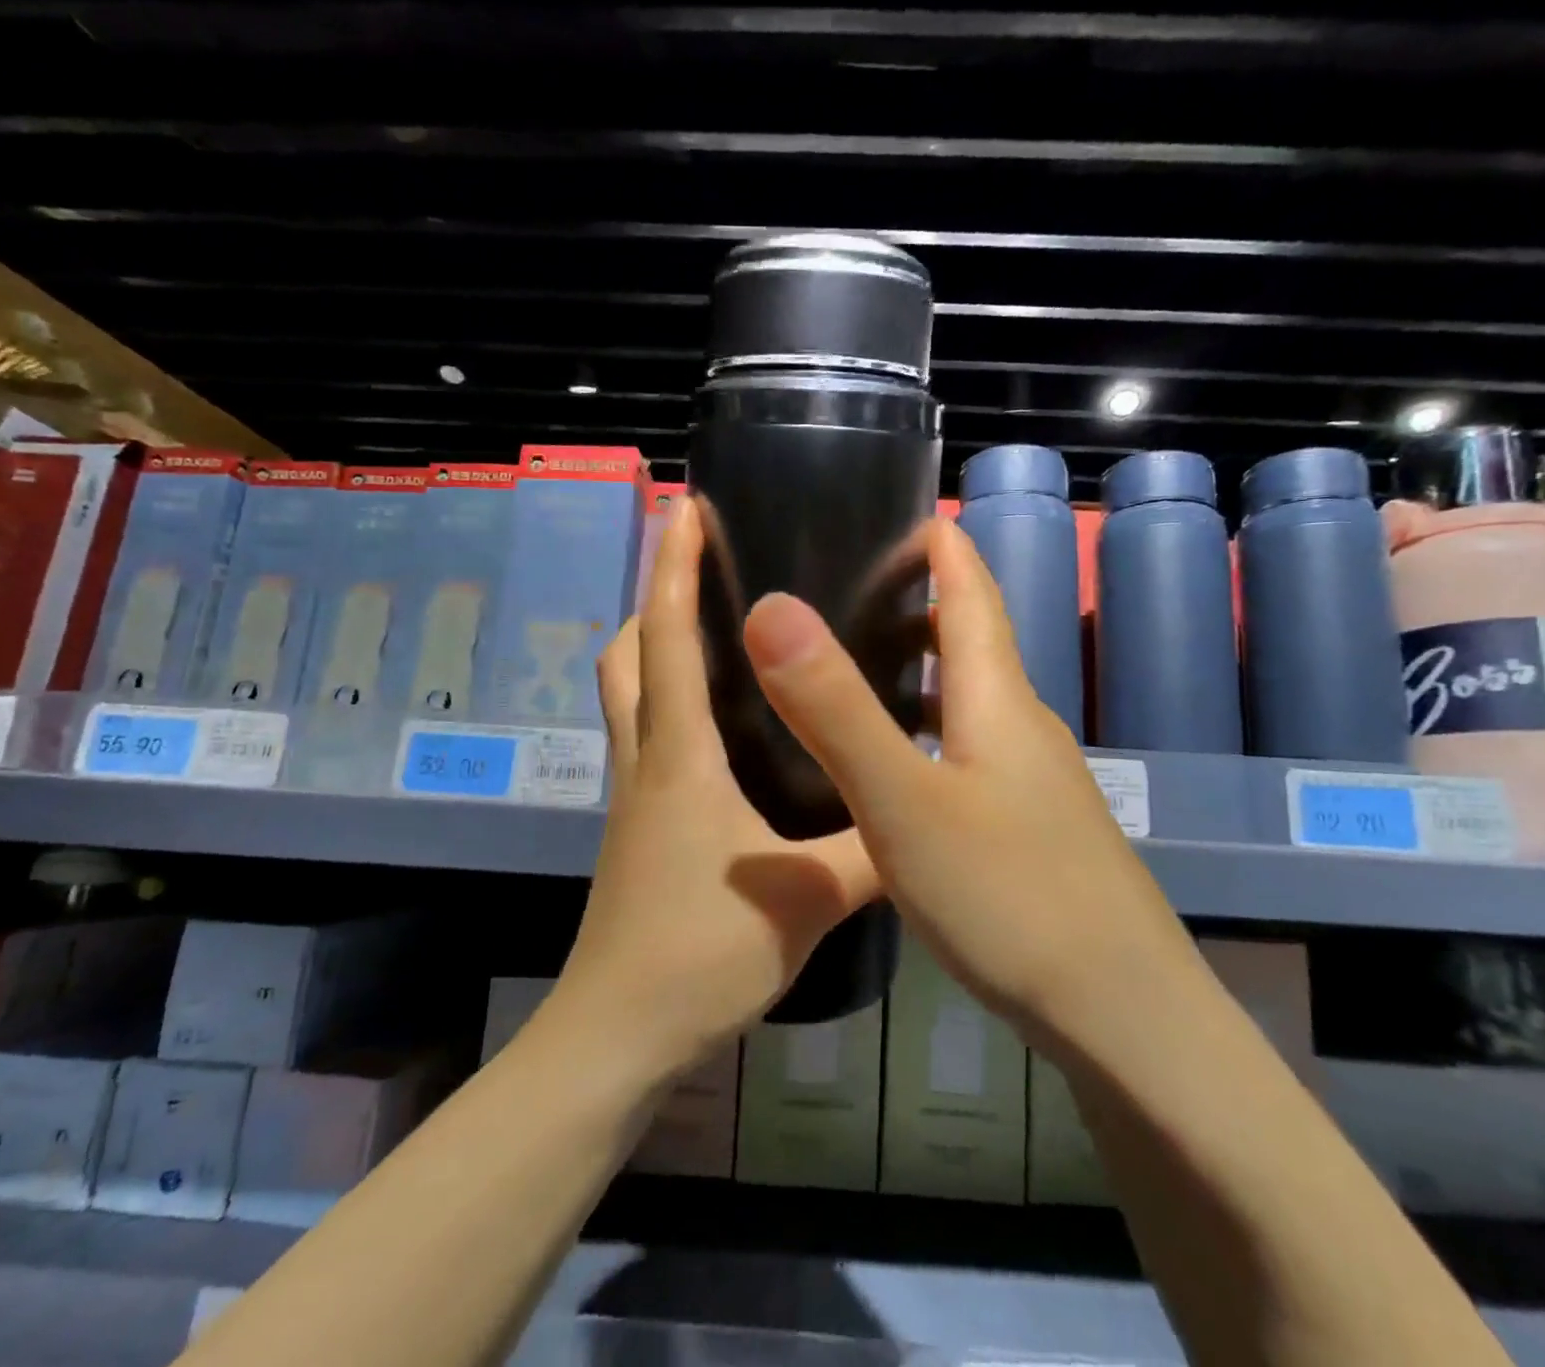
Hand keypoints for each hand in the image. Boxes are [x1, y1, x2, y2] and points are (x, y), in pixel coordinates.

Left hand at [552, 497, 879, 1079]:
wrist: (618, 1035)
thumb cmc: (702, 953)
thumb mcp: (808, 898)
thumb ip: (873, 850)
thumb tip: (925, 807)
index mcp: (680, 757)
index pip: (670, 639)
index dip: (676, 569)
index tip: (687, 510)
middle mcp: (646, 761)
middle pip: (628, 656)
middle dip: (656, 600)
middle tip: (705, 570)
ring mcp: (632, 797)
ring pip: (628, 697)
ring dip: (655, 650)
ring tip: (714, 633)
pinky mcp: (637, 830)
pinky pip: (645, 739)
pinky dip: (668, 706)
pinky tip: (719, 729)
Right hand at [741, 517, 1198, 1045]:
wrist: (1125, 1019)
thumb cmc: (1012, 897)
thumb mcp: (903, 802)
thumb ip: (836, 708)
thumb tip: (772, 607)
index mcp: (998, 702)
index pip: (973, 593)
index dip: (942, 547)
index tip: (897, 513)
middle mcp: (1022, 729)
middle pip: (974, 643)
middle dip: (922, 603)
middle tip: (846, 592)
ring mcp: (1034, 784)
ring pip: (971, 702)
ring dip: (922, 673)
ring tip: (855, 670)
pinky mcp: (1033, 831)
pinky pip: (971, 753)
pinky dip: (929, 732)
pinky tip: (892, 768)